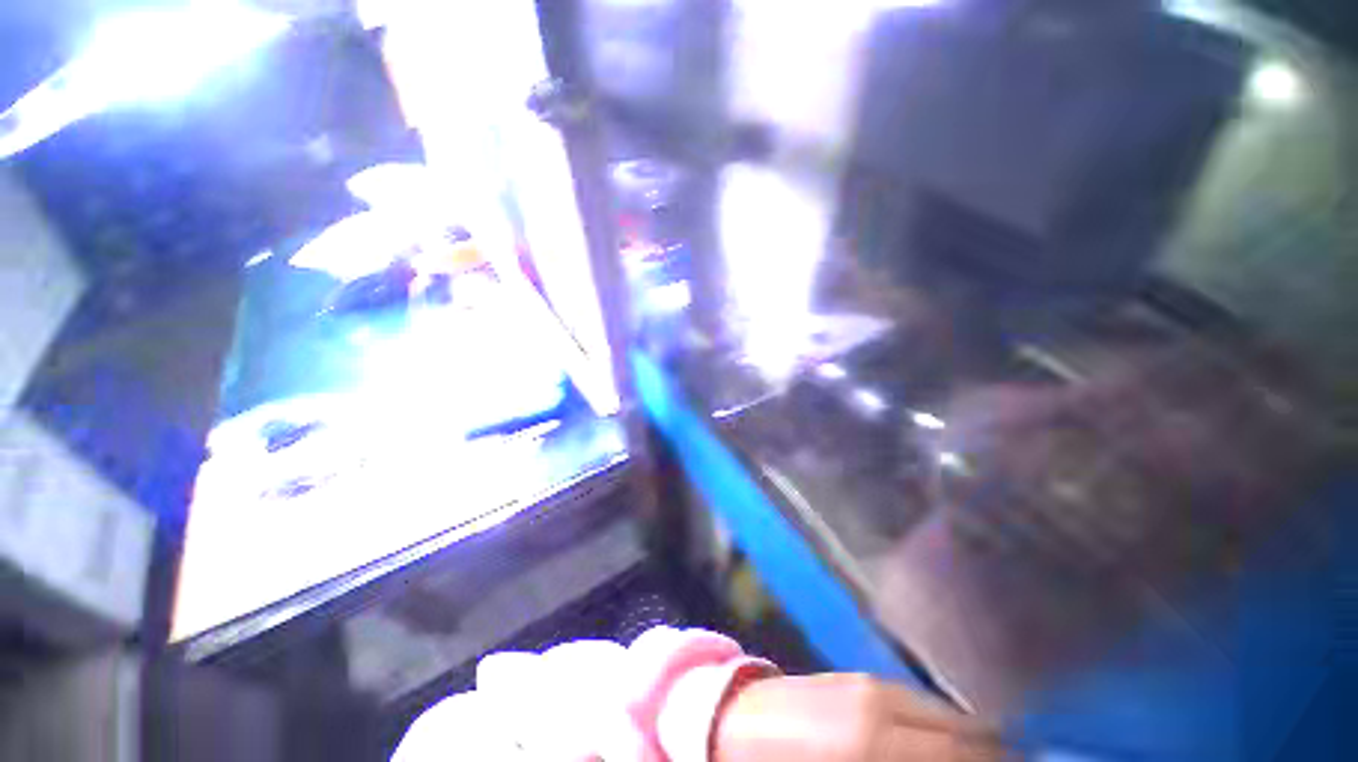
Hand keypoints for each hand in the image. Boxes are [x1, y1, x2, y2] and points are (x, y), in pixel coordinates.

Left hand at [712, 674, 1002, 761]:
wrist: (735, 720)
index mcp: (874, 741)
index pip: (967, 754)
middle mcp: (882, 702)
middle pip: (966, 733)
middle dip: (995, 758)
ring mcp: (869, 682)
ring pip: (946, 714)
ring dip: (971, 743)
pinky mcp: (859, 675)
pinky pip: (919, 702)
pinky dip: (941, 726)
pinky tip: (940, 747)